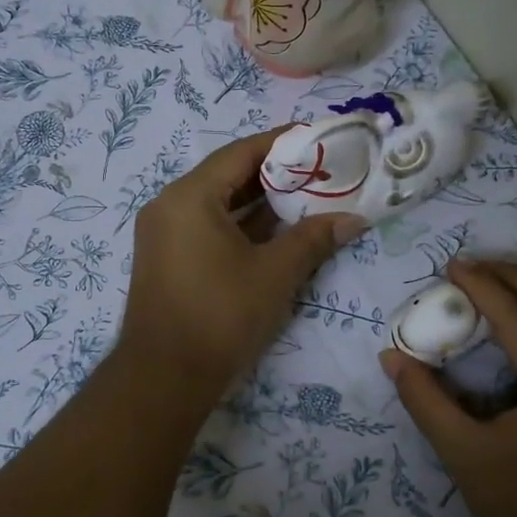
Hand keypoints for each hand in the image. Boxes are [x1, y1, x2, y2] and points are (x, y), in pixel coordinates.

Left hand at [118, 128, 364, 401]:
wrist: (165, 378)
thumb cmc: (221, 316)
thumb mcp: (274, 273)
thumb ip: (313, 238)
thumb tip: (354, 219)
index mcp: (189, 196)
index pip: (241, 152)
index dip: (282, 143)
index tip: (318, 138)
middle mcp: (169, 205)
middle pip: (227, 175)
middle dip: (274, 173)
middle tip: (319, 171)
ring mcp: (163, 233)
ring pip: (217, 203)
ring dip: (258, 201)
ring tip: (305, 197)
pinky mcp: (166, 258)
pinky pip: (206, 226)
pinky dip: (239, 225)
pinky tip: (275, 230)